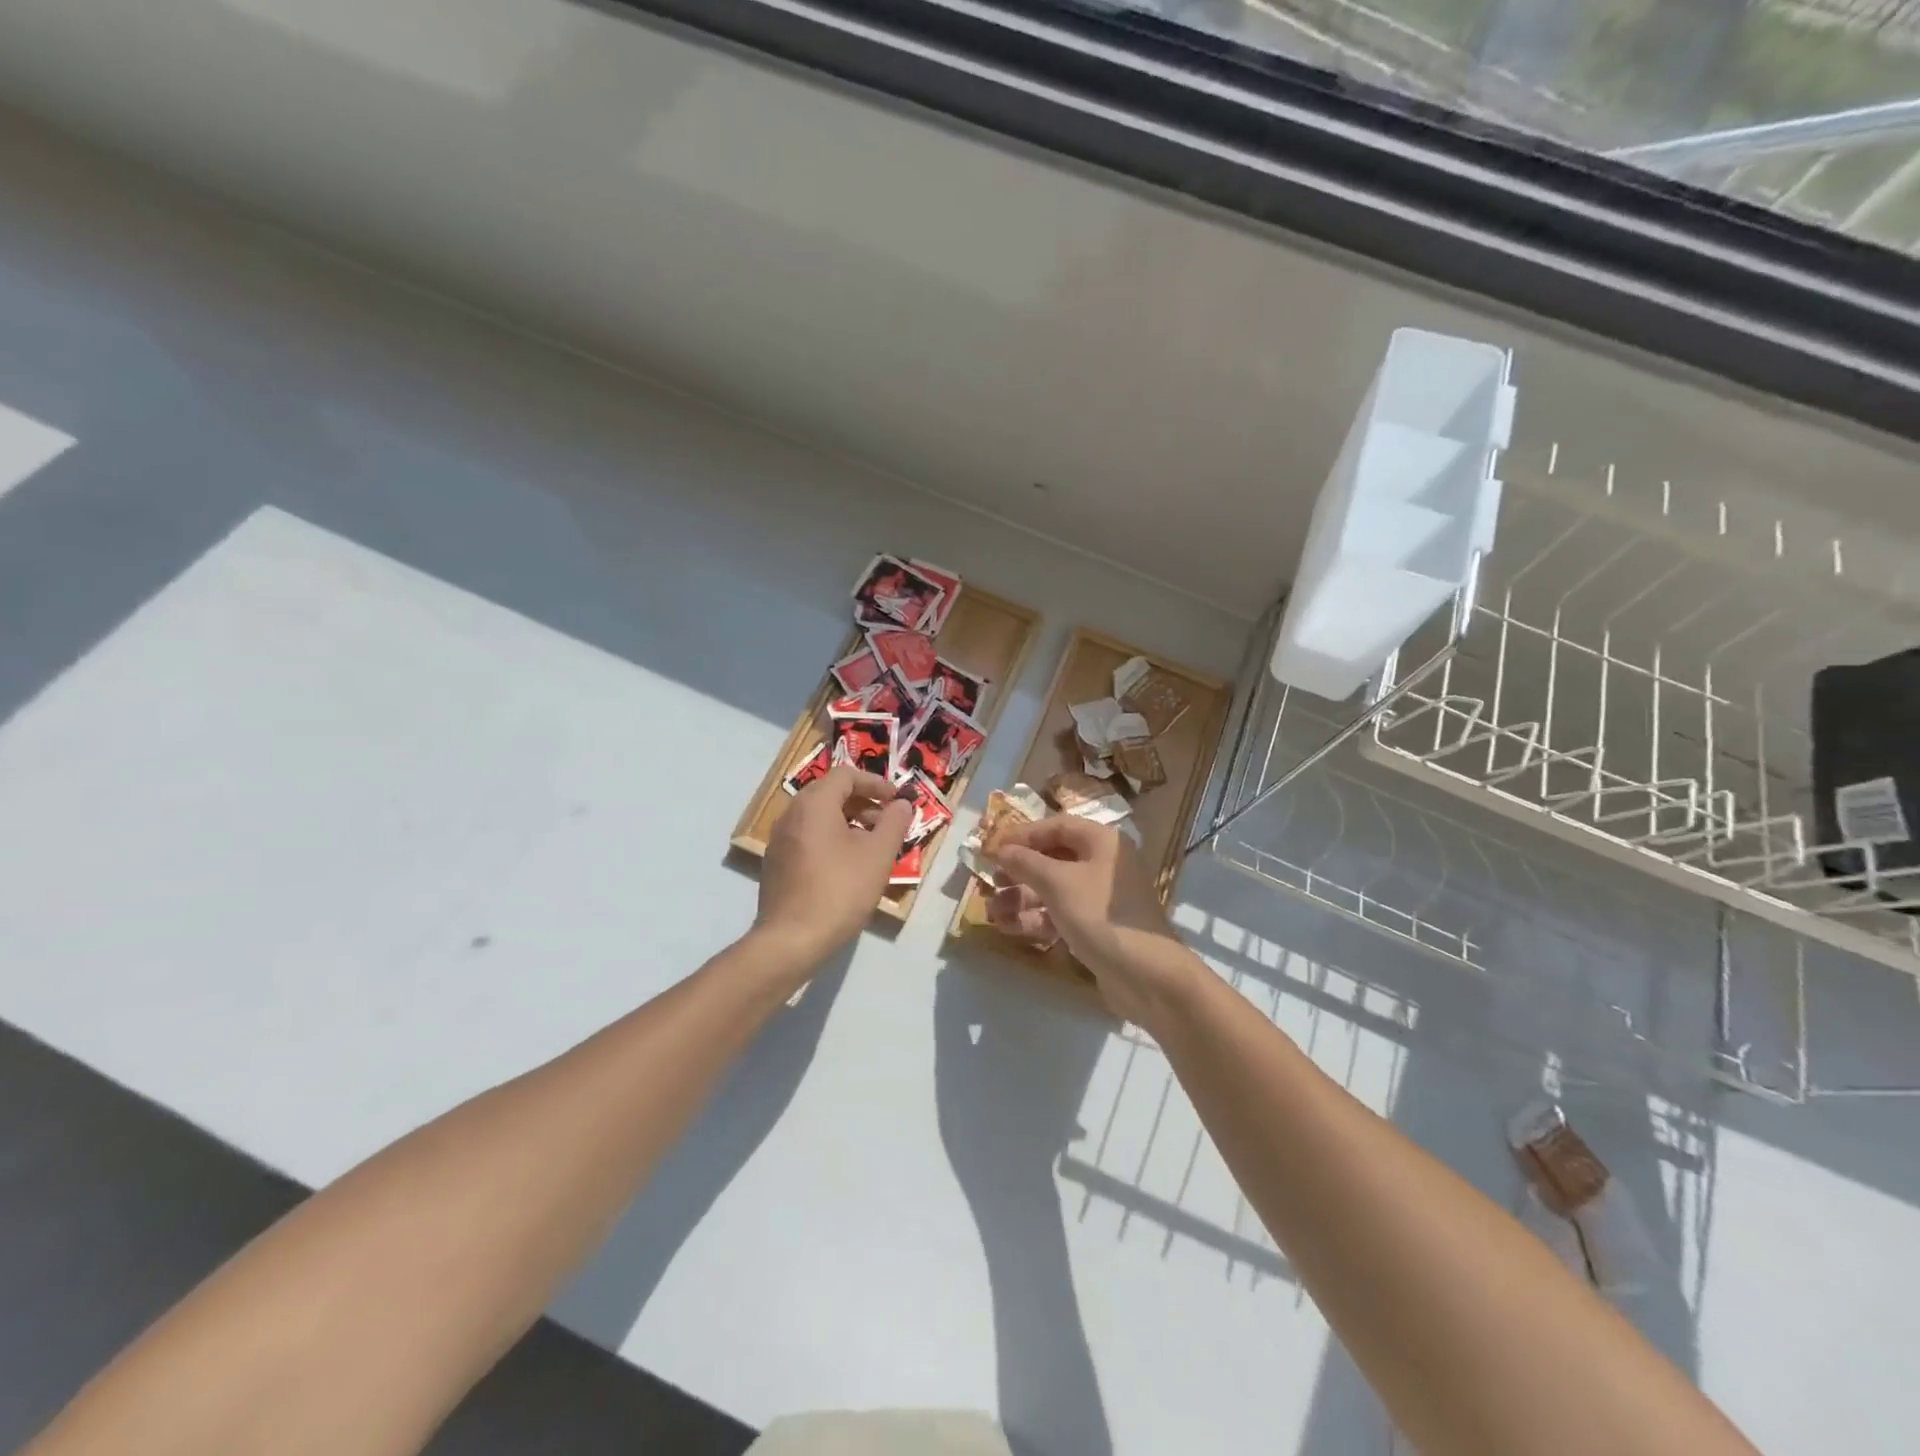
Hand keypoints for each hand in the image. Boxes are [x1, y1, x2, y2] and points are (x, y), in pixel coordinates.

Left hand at [756, 767, 912, 970]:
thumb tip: (902, 804)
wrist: (791, 940)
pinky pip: (808, 837)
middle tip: (887, 822)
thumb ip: (893, 823)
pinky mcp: (776, 864)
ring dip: (848, 821)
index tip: (897, 800)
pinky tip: (848, 866)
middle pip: (830, 793)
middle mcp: (791, 815)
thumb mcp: (878, 855)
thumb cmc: (840, 890)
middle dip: (863, 802)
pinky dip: (831, 839)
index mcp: (814, 804)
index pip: (846, 775)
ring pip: (818, 817)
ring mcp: (779, 840)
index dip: (875, 783)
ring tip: (872, 846)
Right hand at [988, 815, 1200, 1024]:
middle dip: (1018, 872)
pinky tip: (1009, 929)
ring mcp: (1101, 899)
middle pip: (1053, 859)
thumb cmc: (1101, 916)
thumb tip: (1000, 848)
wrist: (1147, 976)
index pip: (1055, 827)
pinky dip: (1036, 919)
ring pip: (1053, 890)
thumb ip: (1025, 862)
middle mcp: (1103, 865)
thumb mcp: (1057, 883)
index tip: (991, 848)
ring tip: (992, 912)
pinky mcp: (1097, 928)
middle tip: (991, 882)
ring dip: (1021, 899)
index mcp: (1102, 842)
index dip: (1021, 835)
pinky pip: (1060, 915)